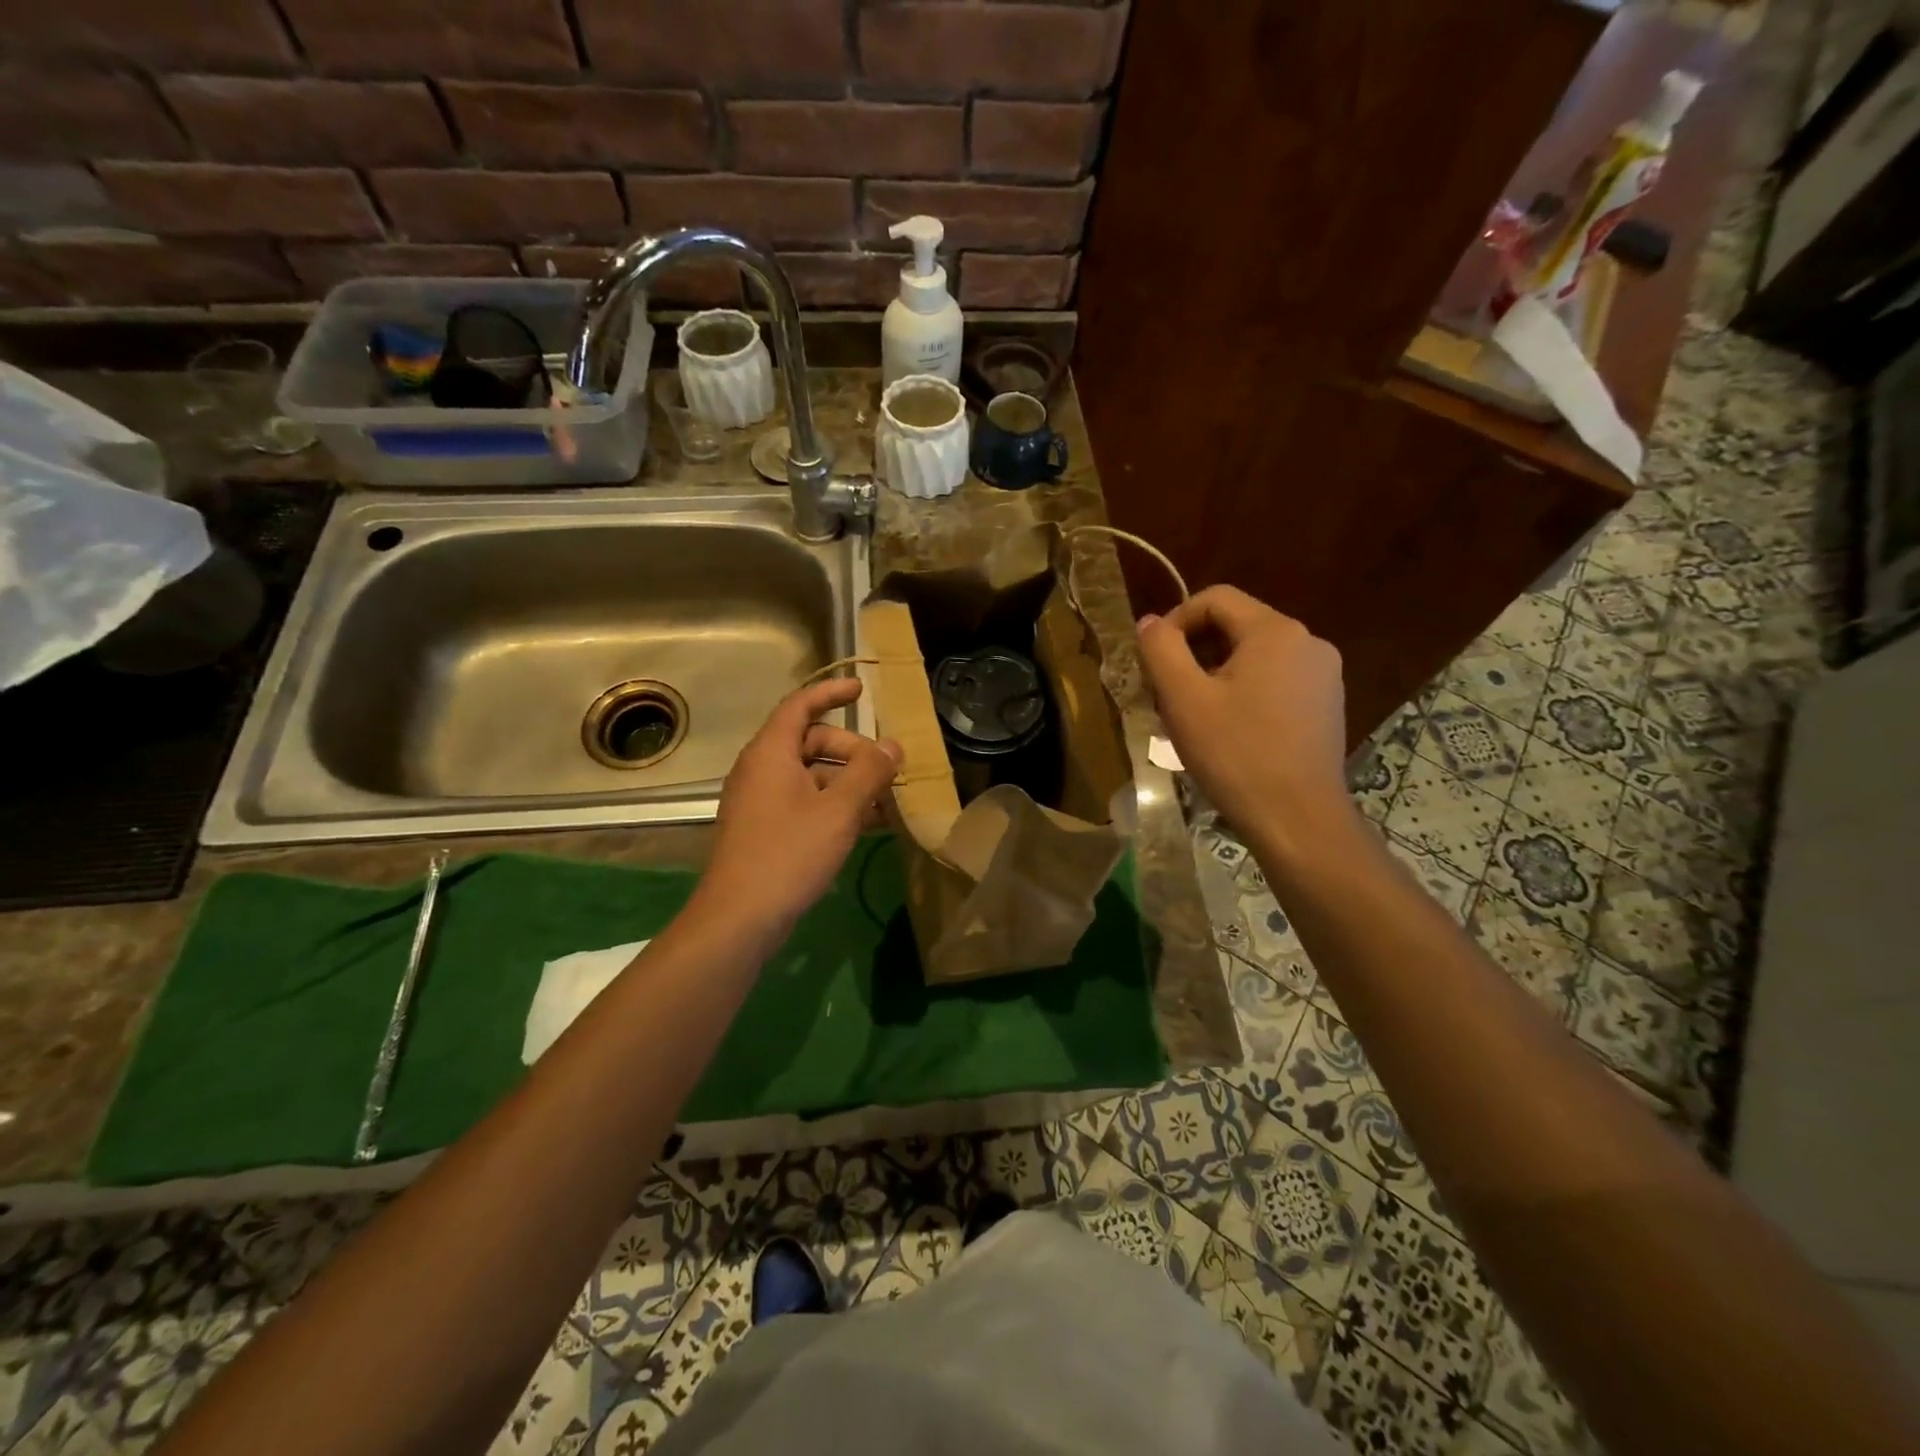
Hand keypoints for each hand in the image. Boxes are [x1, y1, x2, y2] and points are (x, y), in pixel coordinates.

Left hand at [700, 678, 902, 929]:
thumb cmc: (789, 853)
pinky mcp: (764, 829)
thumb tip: (892, 744)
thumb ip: (869, 772)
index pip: (800, 705)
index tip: (862, 690)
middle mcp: (760, 769)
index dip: (831, 692)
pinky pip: (804, 802)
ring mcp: (760, 801)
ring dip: (848, 782)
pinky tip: (865, 826)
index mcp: (770, 753)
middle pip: (810, 741)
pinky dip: (833, 805)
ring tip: (885, 803)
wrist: (739, 918)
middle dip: (852, 750)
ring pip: (810, 775)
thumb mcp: (839, 810)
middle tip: (886, 770)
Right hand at [1137, 586, 1351, 848]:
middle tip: (1166, 692)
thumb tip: (1150, 622)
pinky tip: (1229, 731)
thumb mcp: (1184, 698)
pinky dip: (1245, 692)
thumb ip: (1160, 650)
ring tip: (1193, 716)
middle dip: (1194, 652)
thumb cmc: (1235, 754)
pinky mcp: (1327, 705)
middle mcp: (1309, 642)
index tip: (1153, 659)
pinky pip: (1276, 681)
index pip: (1216, 598)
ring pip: (1256, 657)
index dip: (1176, 620)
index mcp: (1275, 631)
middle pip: (1237, 626)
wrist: (1297, 818)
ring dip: (1217, 674)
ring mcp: (1324, 675)